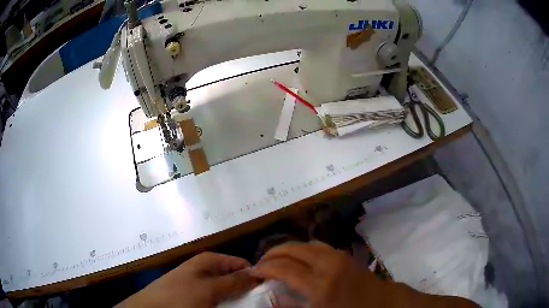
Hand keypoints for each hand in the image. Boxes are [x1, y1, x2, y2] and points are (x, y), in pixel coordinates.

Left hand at [117, 252, 258, 307]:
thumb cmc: (180, 296)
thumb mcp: (210, 289)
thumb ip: (234, 281)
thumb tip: (258, 274)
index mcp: (210, 260)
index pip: (242, 264)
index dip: (255, 276)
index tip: (265, 291)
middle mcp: (206, 268)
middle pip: (235, 277)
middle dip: (245, 290)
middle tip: (255, 303)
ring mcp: (200, 281)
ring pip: (227, 289)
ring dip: (235, 298)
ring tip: (241, 307)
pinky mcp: (195, 293)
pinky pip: (216, 296)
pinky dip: (224, 302)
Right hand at [251, 242, 478, 307]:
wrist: (385, 305)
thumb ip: (295, 307)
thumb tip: (274, 299)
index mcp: (320, 285)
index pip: (284, 268)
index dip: (265, 267)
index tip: (253, 271)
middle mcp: (328, 264)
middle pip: (293, 250)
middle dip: (273, 253)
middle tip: (260, 262)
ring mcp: (338, 257)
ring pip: (305, 244)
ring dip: (288, 249)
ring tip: (276, 258)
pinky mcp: (345, 256)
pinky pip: (318, 246)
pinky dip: (303, 249)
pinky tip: (299, 258)